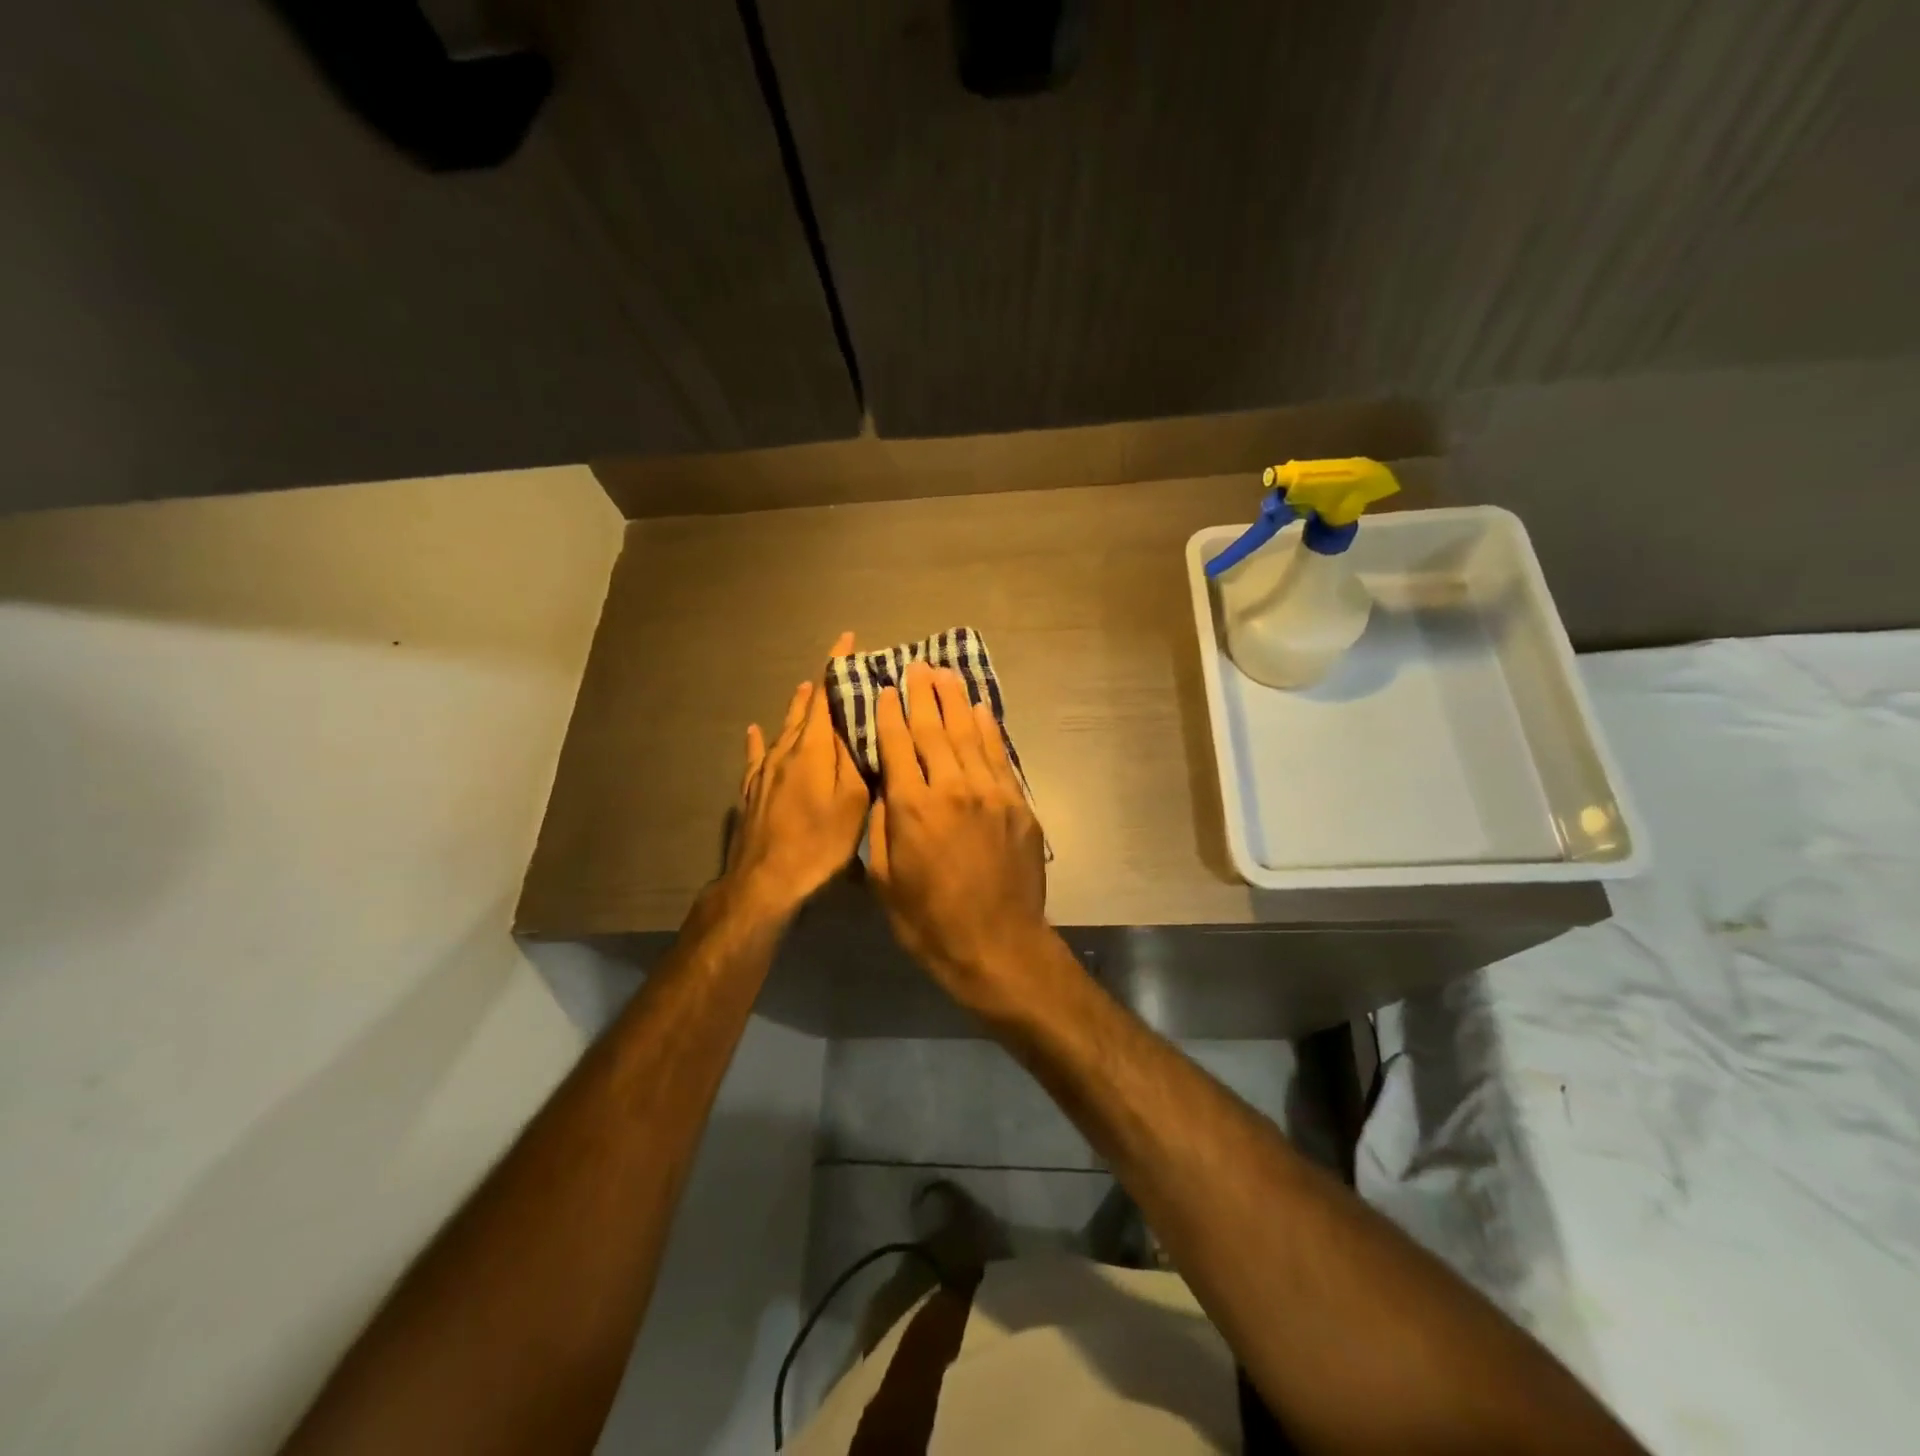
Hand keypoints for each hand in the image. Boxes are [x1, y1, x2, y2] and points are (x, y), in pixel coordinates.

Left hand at [724, 632, 870, 920]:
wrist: (765, 881)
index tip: (847, 640)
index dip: (836, 666)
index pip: (825, 695)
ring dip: (797, 707)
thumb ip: (853, 757)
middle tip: (837, 670)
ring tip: (805, 688)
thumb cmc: (820, 842)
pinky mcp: (751, 790)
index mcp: (813, 748)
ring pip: (783, 728)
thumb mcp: (853, 801)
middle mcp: (786, 749)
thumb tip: (853, 720)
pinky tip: (755, 729)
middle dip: (821, 686)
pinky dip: (761, 739)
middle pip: (804, 708)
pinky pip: (757, 754)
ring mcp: (764, 770)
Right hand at [868, 660, 1052, 1010]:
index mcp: (913, 808)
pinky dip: (988, 729)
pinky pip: (1000, 756)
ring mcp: (991, 793)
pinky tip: (980, 710)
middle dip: (922, 695)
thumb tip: (885, 785)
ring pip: (970, 735)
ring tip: (945, 673)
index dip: (889, 714)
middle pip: (935, 730)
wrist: (997, 945)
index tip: (884, 689)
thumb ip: (882, 824)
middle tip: (915, 666)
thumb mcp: (883, 878)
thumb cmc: (928, 920)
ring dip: (956, 701)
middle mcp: (952, 789)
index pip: (898, 746)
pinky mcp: (1018, 804)